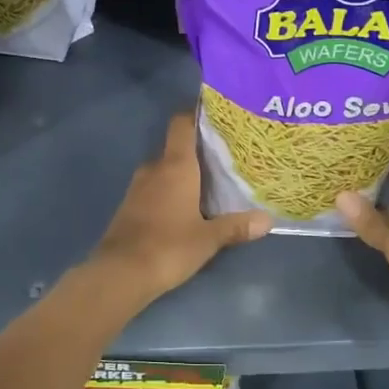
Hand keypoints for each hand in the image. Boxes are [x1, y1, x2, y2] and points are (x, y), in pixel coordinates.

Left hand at [90, 114, 269, 303]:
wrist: (120, 272)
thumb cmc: (169, 246)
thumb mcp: (209, 238)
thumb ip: (236, 226)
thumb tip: (267, 220)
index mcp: (175, 166)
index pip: (182, 125)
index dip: (195, 115)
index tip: (215, 116)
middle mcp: (154, 169)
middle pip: (175, 148)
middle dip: (196, 150)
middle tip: (224, 157)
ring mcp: (138, 187)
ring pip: (164, 170)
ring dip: (182, 173)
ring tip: (209, 181)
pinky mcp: (129, 206)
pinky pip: (153, 188)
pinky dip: (168, 190)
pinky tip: (185, 205)